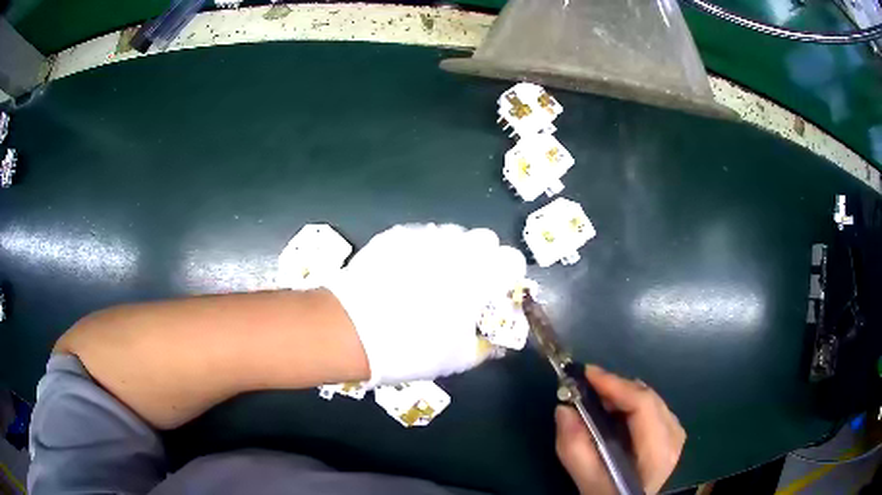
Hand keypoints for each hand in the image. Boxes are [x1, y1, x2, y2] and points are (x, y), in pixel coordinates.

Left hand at [327, 224, 525, 385]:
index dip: (507, 276)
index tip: (495, 293)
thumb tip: (498, 341)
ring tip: (431, 278)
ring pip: (452, 234)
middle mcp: (458, 246)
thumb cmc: (414, 347)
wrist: (352, 329)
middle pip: (485, 239)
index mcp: (482, 274)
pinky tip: (404, 273)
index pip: (513, 259)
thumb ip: (487, 345)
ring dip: (451, 252)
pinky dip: (421, 250)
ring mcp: (424, 236)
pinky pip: (420, 236)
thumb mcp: (459, 358)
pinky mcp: (395, 235)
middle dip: (482, 259)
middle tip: (464, 286)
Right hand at [555, 366, 684, 494]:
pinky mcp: (672, 435)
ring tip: (597, 398)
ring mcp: (676, 435)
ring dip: (623, 395)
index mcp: (658, 451)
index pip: (642, 405)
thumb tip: (564, 408)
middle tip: (586, 386)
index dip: (615, 385)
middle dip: (616, 387)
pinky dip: (632, 403)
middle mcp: (674, 436)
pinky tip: (615, 412)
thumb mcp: (589, 482)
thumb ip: (575, 449)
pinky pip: (653, 407)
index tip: (586, 374)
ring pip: (650, 400)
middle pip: (647, 397)